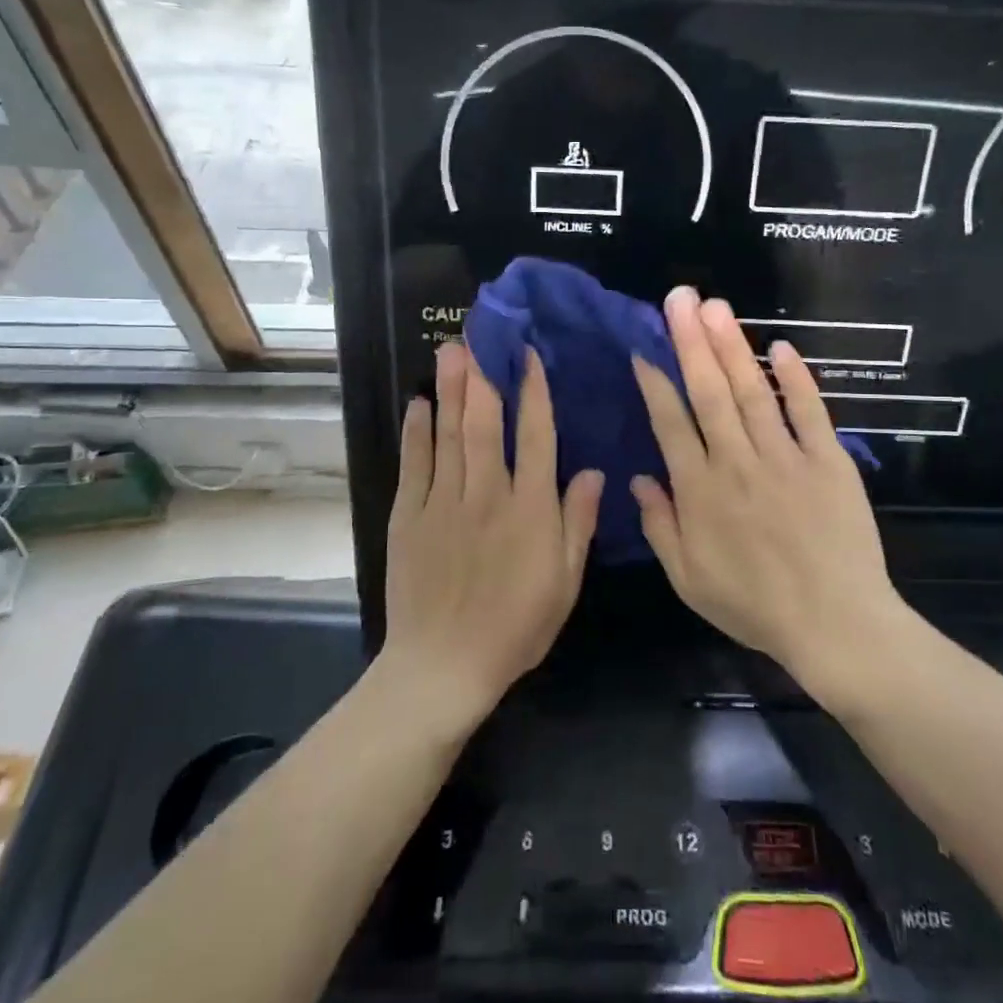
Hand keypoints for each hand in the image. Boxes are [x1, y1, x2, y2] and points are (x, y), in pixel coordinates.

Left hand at [382, 343, 602, 727]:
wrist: (444, 667)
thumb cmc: (516, 627)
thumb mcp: (564, 582)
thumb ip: (577, 523)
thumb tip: (592, 472)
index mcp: (530, 510)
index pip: (537, 438)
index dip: (534, 393)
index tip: (529, 357)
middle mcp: (487, 495)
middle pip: (486, 424)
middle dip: (485, 376)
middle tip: (479, 336)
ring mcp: (444, 503)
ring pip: (450, 435)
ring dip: (452, 390)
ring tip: (451, 351)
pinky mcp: (410, 517)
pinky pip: (415, 465)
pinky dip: (417, 432)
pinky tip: (419, 404)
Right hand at [630, 288, 906, 697]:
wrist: (835, 625)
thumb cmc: (755, 607)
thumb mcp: (689, 580)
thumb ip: (660, 527)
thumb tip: (638, 479)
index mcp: (701, 491)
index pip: (671, 423)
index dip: (655, 382)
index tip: (645, 347)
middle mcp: (737, 462)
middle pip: (709, 392)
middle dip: (691, 341)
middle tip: (679, 297)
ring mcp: (786, 457)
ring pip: (753, 391)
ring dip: (732, 346)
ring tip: (716, 306)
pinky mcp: (828, 460)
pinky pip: (810, 412)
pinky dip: (797, 378)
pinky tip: (782, 346)